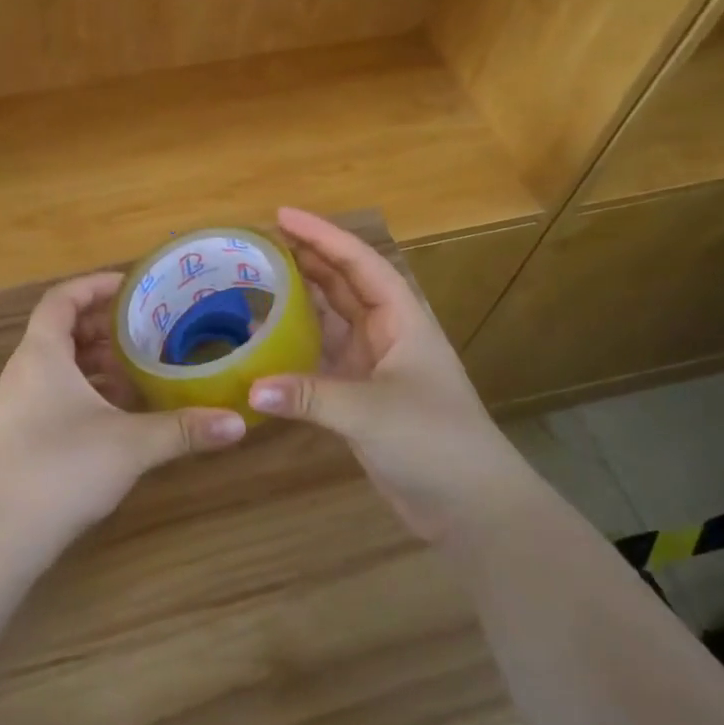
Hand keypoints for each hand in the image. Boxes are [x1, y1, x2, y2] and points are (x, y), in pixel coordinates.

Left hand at [0, 271, 248, 548]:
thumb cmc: (62, 468)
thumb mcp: (131, 444)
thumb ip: (183, 430)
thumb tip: (237, 423)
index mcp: (42, 353)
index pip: (62, 298)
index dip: (94, 285)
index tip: (131, 286)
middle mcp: (25, 369)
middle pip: (62, 329)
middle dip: (103, 325)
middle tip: (145, 328)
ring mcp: (18, 402)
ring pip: (59, 364)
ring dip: (95, 360)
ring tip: (138, 367)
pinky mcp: (20, 432)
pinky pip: (54, 391)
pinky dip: (85, 389)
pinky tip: (117, 411)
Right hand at [248, 208, 515, 542]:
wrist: (473, 508)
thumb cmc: (436, 442)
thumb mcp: (371, 412)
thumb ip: (309, 396)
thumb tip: (250, 388)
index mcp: (403, 320)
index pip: (359, 263)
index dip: (322, 235)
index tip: (282, 216)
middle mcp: (387, 334)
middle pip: (343, 284)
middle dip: (307, 259)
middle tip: (260, 242)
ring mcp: (373, 366)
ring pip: (330, 319)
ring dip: (298, 300)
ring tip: (256, 280)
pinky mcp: (359, 397)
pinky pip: (320, 358)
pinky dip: (293, 347)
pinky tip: (263, 342)